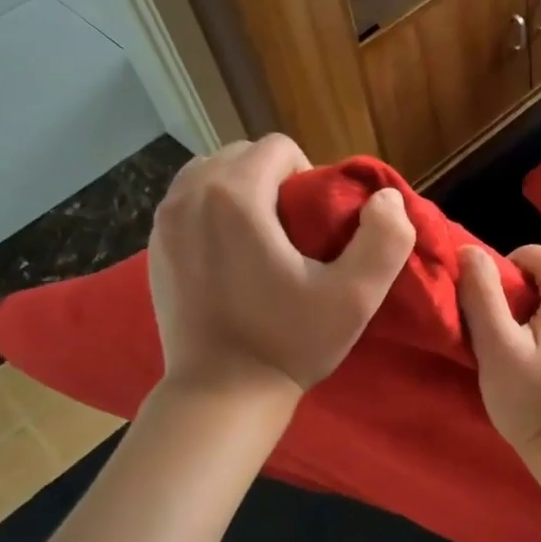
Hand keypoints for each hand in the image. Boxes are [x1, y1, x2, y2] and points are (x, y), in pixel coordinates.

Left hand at [149, 135, 414, 396]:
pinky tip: (232, 259)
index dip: (309, 178)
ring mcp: (163, 222)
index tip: (317, 227)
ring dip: (241, 193)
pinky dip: (213, 215)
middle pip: (241, 155)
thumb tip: (387, 198)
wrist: (221, 394)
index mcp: (235, 195)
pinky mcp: (154, 248)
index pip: (279, 147)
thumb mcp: (354, 298)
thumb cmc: (289, 343)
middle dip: (273, 181)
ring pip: (210, 176)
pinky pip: (188, 205)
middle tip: (295, 235)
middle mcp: (189, 195)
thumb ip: (384, 240)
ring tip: (263, 241)